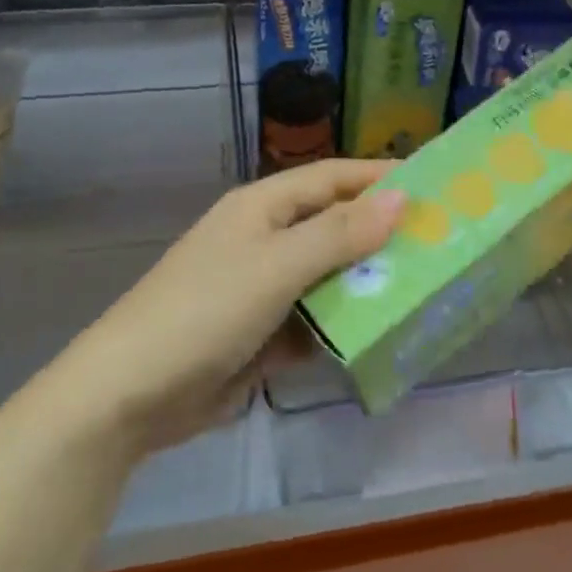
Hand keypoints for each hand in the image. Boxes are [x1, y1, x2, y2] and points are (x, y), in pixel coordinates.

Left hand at [65, 160, 404, 452]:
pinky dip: (345, 325)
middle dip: (382, 233)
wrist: (130, 395)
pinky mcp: (265, 333)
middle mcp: (265, 239)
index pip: (332, 178)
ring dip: (369, 283)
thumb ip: (340, 234)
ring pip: (330, 276)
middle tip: (441, 240)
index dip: (379, 177)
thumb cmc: (205, 310)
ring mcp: (265, 288)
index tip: (433, 182)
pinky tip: (385, 333)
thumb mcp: (277, 266)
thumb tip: (401, 197)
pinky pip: (317, 320)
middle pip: (334, 226)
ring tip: (428, 286)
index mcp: (262, 207)